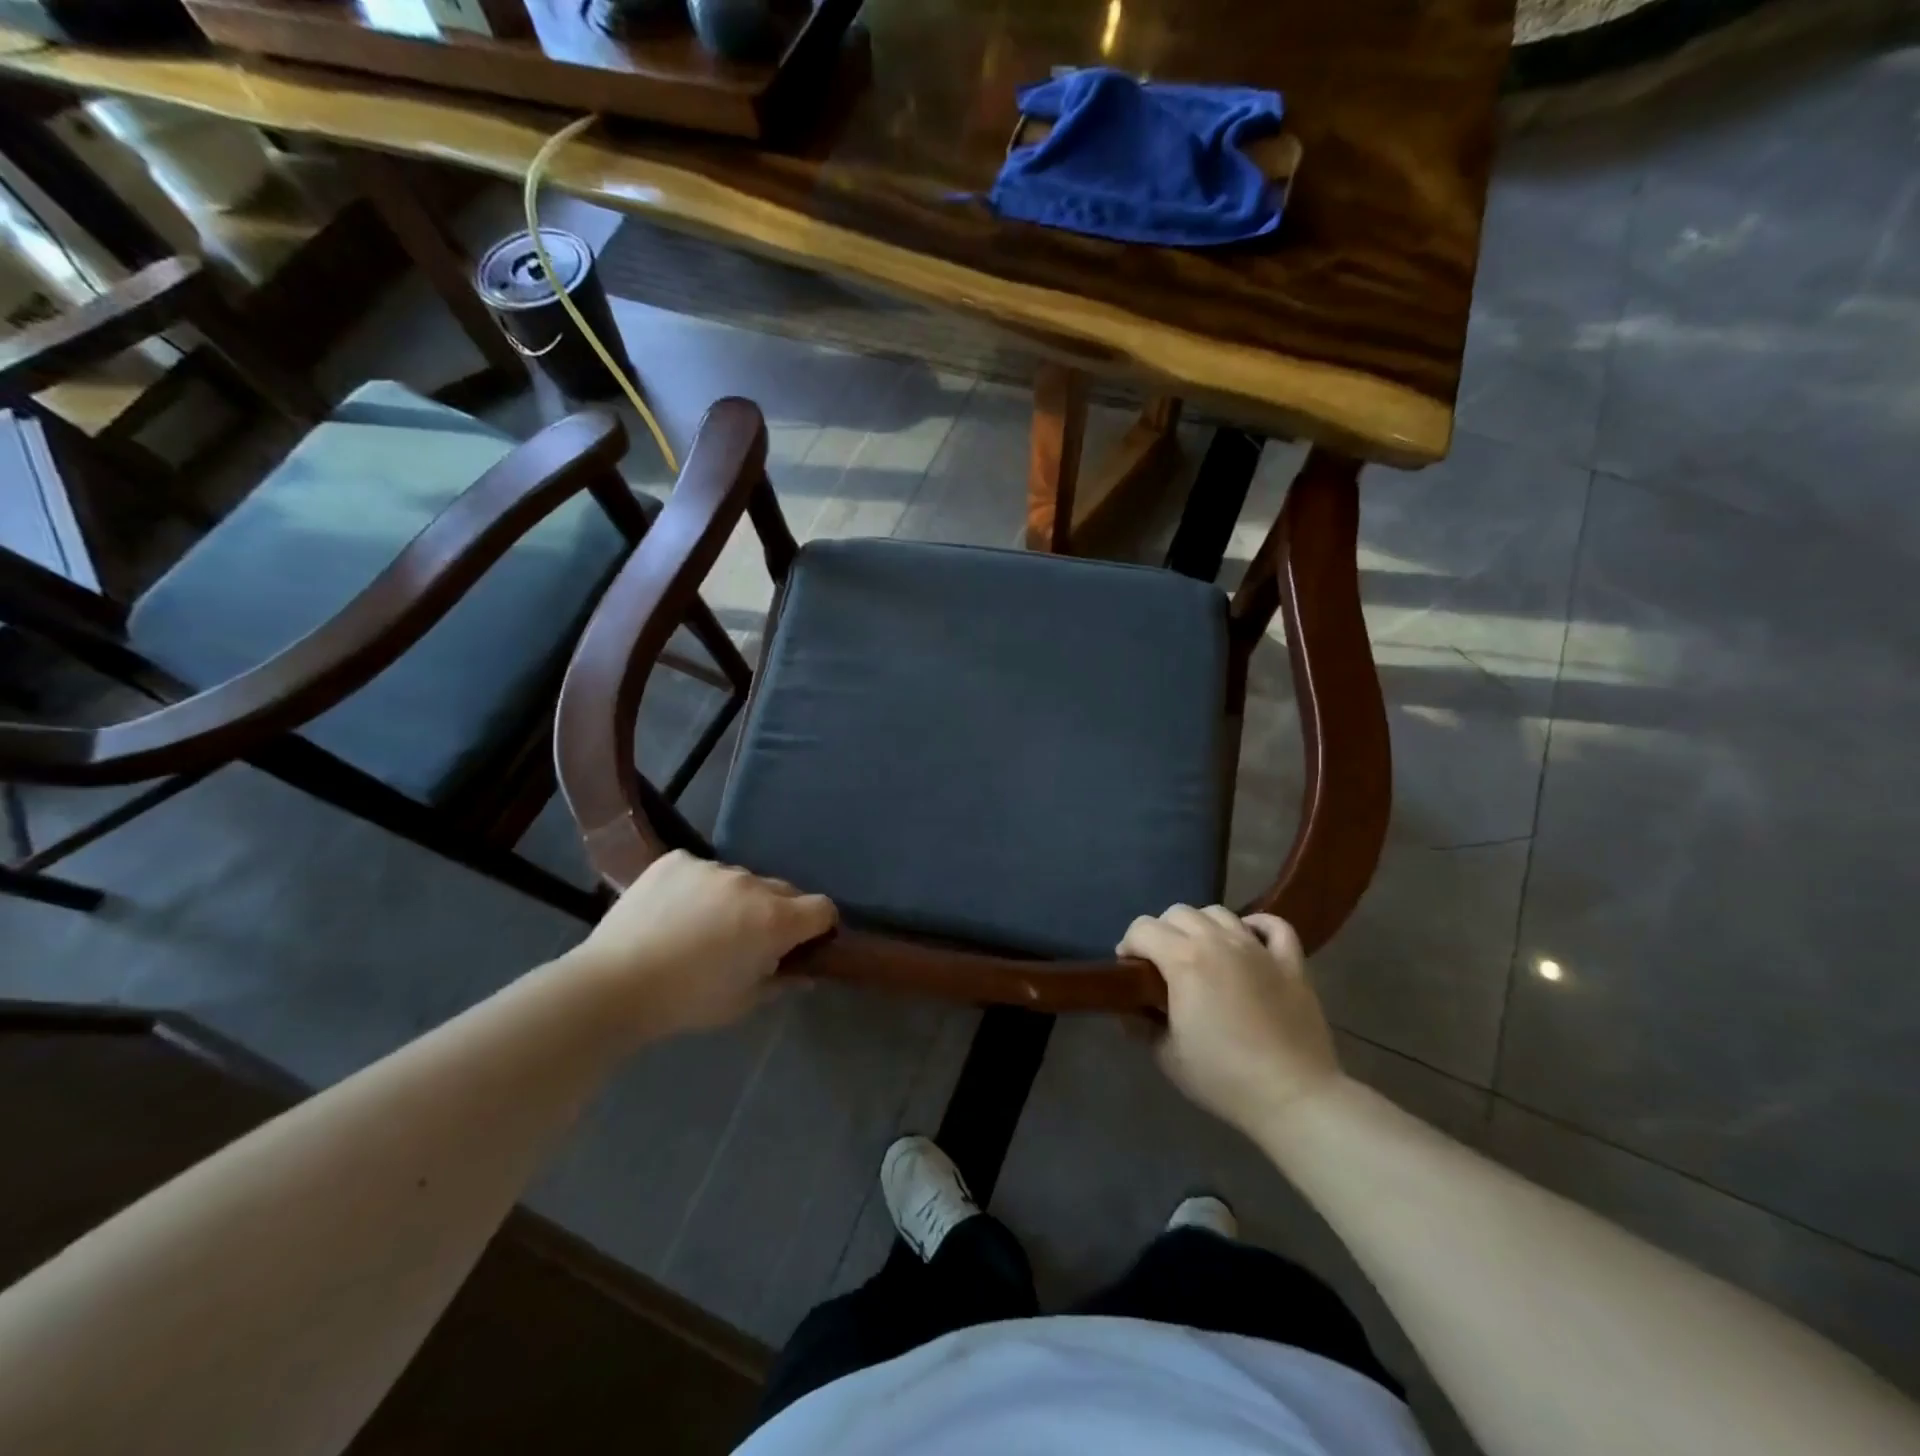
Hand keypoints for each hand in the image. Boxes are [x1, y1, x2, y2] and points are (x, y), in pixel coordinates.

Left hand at [571, 852, 835, 1038]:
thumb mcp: (743, 1002)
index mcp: (774, 919)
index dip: (819, 926)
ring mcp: (712, 867)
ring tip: (703, 926)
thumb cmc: (687, 1001)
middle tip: (751, 940)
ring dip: (737, 899)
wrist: (613, 985)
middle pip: (784, 890)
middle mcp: (751, 883)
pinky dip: (699, 887)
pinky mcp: (677, 860)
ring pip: (741, 880)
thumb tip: (806, 974)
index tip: (804, 943)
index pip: (822, 908)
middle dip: (778, 912)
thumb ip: (782, 982)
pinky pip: (702, 869)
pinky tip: (674, 912)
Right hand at [1119, 907, 1342, 1137]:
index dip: (1129, 944)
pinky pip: (1274, 926)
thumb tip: (1127, 1012)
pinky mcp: (1291, 963)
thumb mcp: (1167, 1056)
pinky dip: (1257, 925)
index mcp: (1184, 960)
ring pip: (1220, 913)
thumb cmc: (1223, 1077)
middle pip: (1179, 913)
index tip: (1128, 969)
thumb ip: (1140, 1026)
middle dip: (1161, 931)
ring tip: (1201, 953)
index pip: (1143, 929)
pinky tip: (1248, 940)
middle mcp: (1219, 942)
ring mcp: (1258, 949)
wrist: (1293, 1096)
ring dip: (1202, 926)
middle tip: (1162, 964)